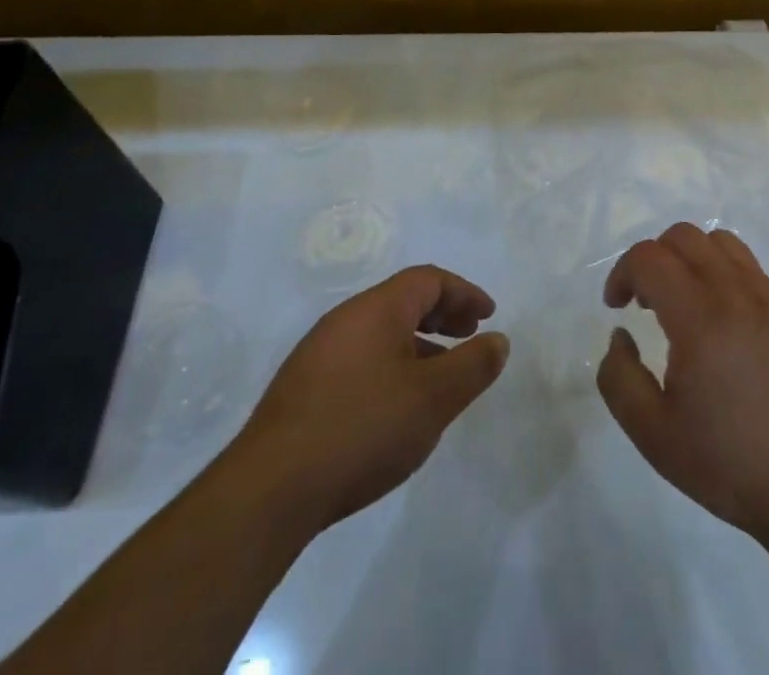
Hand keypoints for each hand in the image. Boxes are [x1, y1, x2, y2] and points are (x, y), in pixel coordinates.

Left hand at [225, 265, 510, 534]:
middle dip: (441, 314)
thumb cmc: (362, 429)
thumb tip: (498, 340)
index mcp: (376, 309)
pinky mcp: (302, 389)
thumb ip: (472, 366)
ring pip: (380, 332)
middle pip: (402, 300)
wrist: (270, 490)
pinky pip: (360, 358)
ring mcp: (318, 353)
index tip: (487, 316)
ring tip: (440, 378)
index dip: (463, 293)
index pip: (427, 279)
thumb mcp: (433, 399)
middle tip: (468, 337)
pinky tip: (396, 407)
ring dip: (417, 343)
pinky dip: (391, 365)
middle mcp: (345, 319)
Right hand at [596, 223, 768, 549]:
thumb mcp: (654, 436)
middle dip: (652, 259)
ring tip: (682, 301)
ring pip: (719, 241)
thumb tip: (620, 335)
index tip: (616, 307)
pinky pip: (747, 265)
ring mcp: (768, 299)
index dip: (622, 273)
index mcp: (700, 318)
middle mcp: (735, 294)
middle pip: (683, 236)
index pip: (650, 258)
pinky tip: (719, 318)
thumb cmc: (731, 465)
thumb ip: (619, 379)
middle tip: (644, 303)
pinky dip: (720, 270)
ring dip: (688, 257)